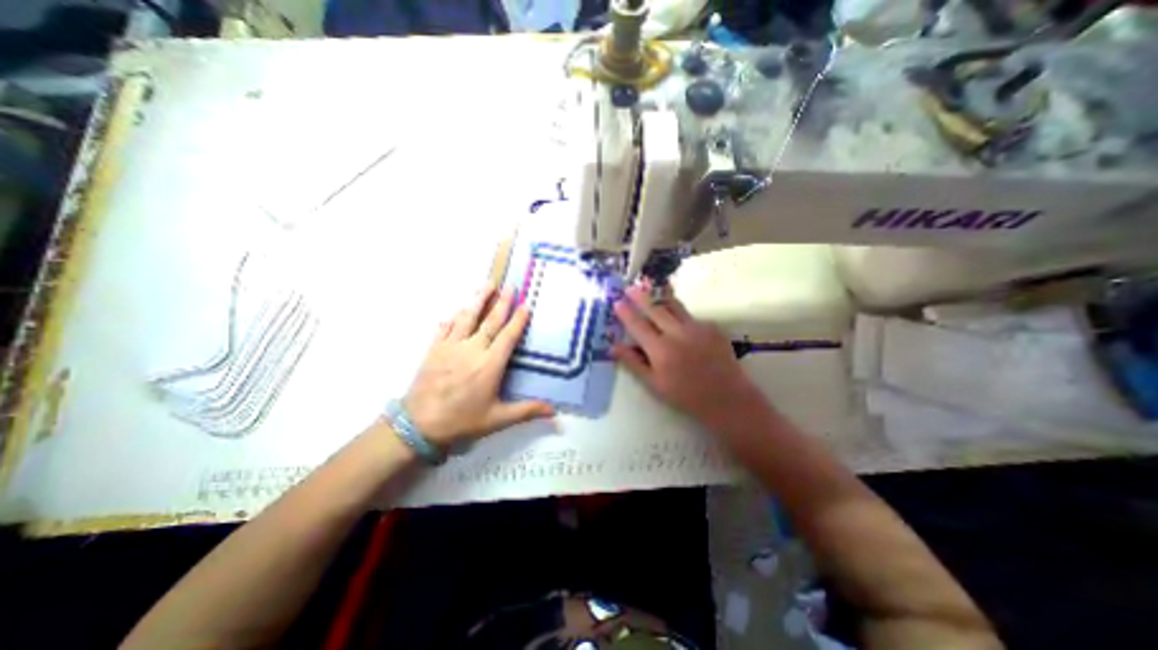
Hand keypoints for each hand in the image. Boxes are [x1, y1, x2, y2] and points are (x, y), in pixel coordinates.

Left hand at [403, 285, 556, 447]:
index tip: (526, 305)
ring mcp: (451, 347)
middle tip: (510, 286)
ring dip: (478, 300)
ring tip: (487, 284)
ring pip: (467, 317)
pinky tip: (457, 309)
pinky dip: (453, 317)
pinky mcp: (434, 349)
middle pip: (490, 321)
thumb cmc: (462, 421)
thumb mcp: (497, 419)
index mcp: (490, 365)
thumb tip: (554, 411)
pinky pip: (446, 327)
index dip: (518, 320)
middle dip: (502, 302)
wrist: (418, 425)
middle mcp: (472, 350)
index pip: (507, 336)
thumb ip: (526, 411)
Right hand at [610, 281, 765, 425]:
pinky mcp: (711, 327)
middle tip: (631, 288)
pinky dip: (679, 315)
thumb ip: (633, 363)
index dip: (626, 312)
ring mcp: (697, 327)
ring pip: (674, 306)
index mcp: (661, 350)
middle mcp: (678, 333)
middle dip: (641, 297)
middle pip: (655, 309)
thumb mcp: (654, 384)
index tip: (617, 302)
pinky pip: (690, 316)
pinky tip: (678, 323)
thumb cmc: (686, 396)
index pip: (638, 325)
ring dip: (660, 299)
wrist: (727, 398)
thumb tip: (613, 347)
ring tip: (651, 293)